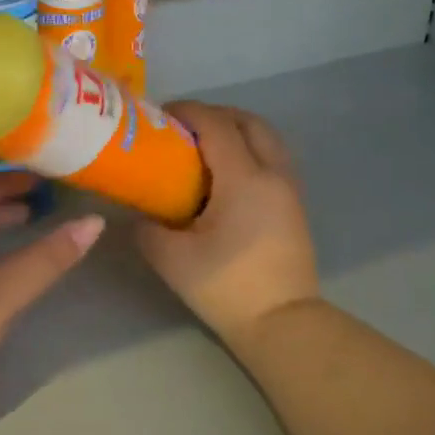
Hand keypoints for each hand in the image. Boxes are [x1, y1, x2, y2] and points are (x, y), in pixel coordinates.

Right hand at [135, 102, 319, 349]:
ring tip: (204, 147)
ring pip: (267, 139)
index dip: (188, 112)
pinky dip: (250, 150)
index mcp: (244, 179)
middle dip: (216, 114)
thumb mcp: (172, 260)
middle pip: (249, 122)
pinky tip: (226, 176)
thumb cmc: (226, 287)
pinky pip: (273, 159)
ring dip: (237, 131)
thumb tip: (138, 215)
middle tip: (184, 127)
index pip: (216, 125)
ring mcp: (289, 189)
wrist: (282, 322)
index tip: (160, 115)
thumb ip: (146, 229)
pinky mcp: (295, 206)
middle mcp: (273, 174)